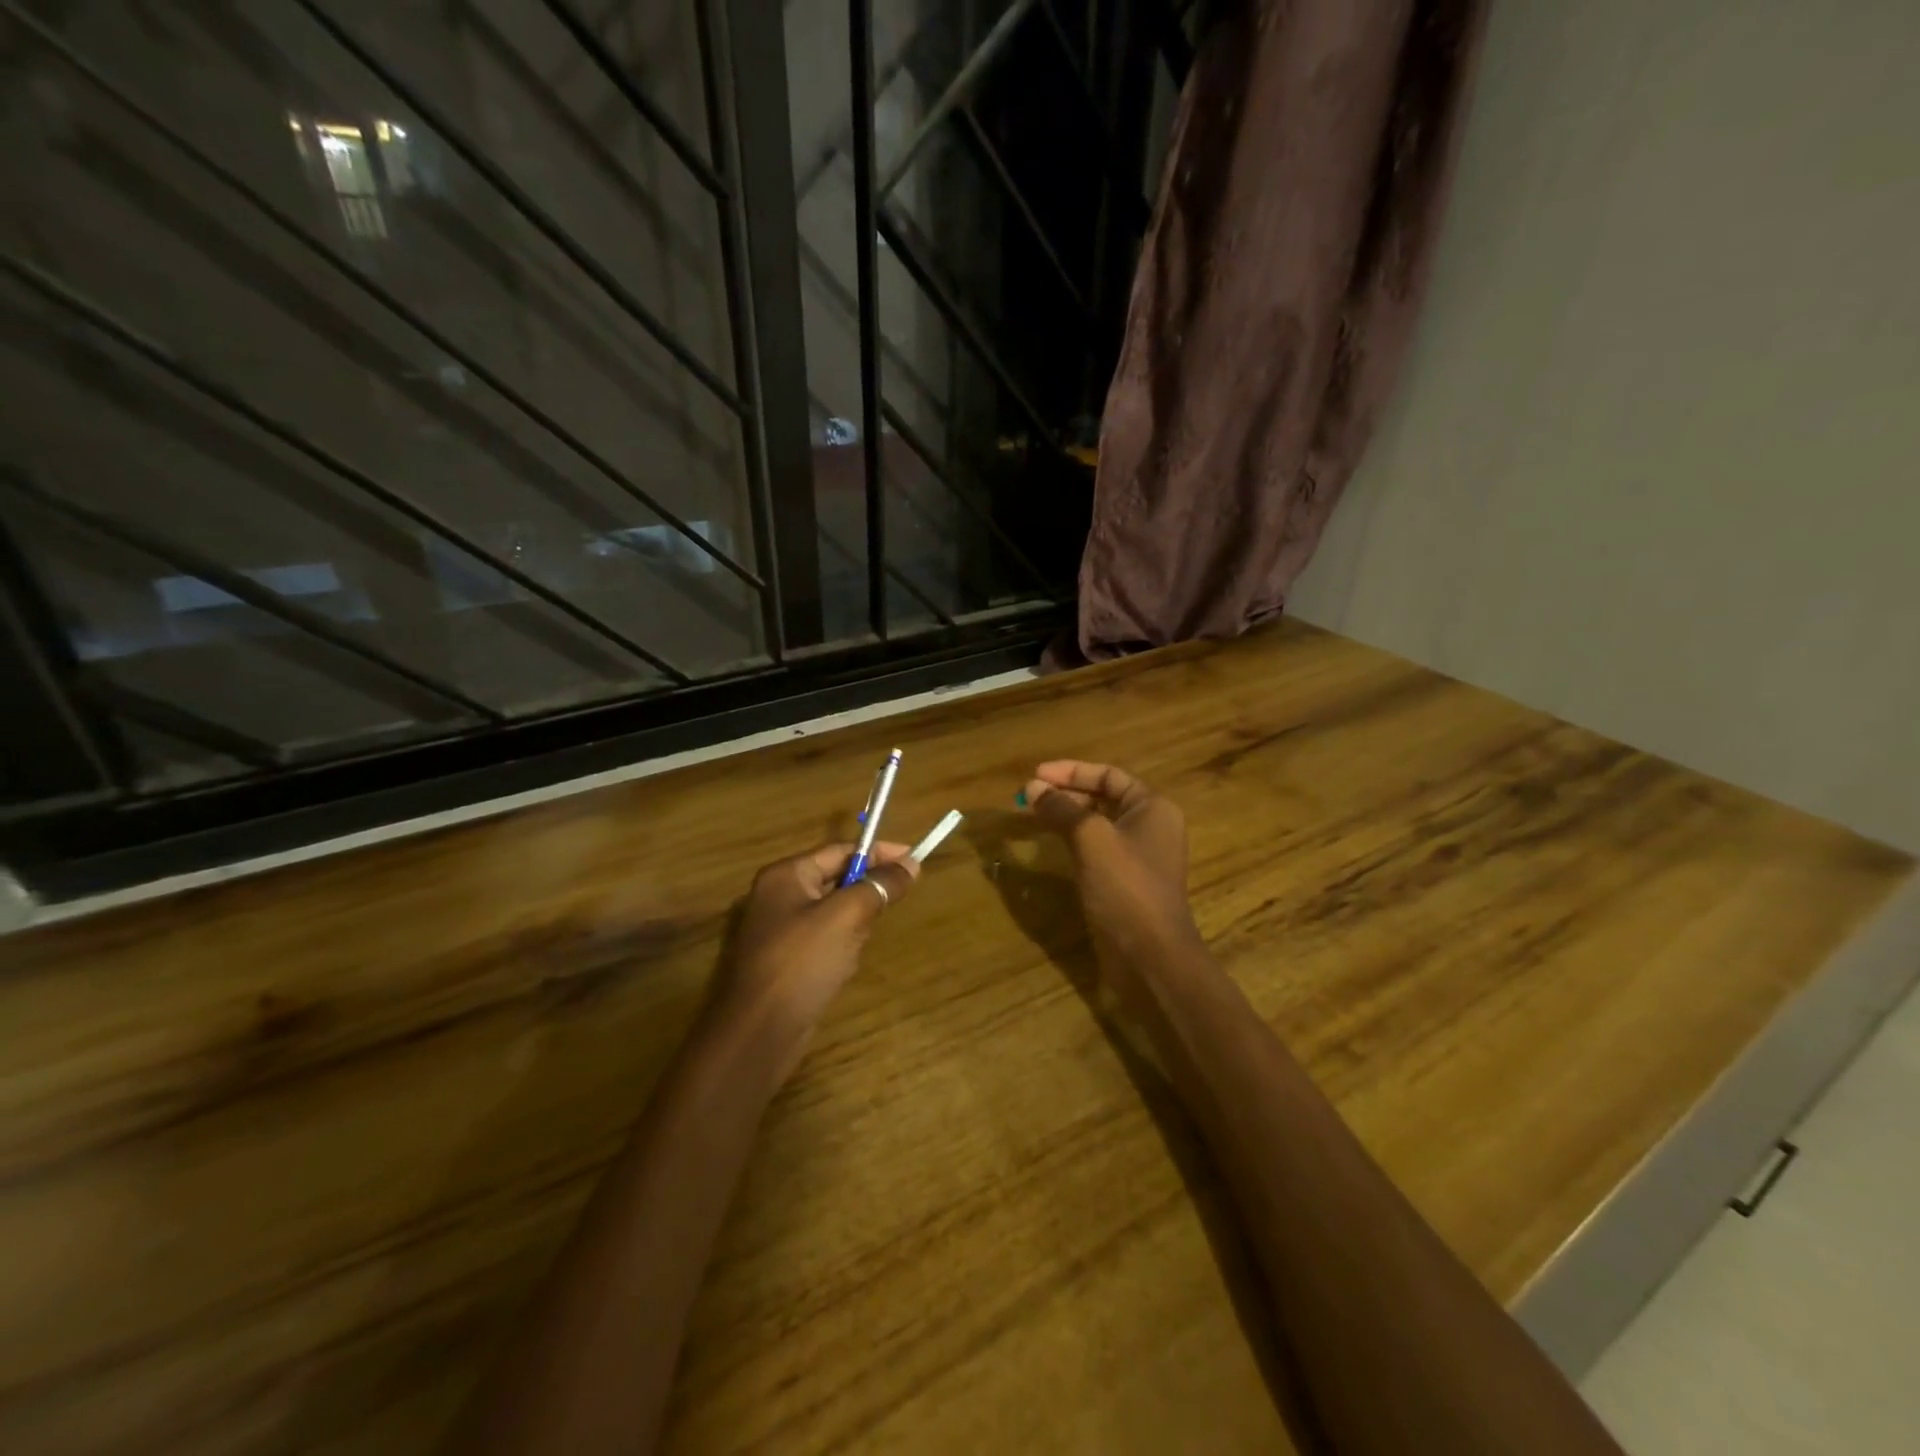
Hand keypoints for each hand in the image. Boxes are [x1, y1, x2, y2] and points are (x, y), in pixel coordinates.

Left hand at [717, 842, 918, 1072]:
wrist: (758, 1034)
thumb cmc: (801, 963)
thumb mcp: (847, 916)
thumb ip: (879, 886)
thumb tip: (910, 864)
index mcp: (785, 875)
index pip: (839, 850)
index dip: (878, 853)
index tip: (914, 861)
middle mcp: (776, 896)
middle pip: (835, 879)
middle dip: (864, 895)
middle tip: (888, 909)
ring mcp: (777, 931)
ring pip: (832, 913)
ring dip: (853, 926)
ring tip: (856, 947)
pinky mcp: (782, 961)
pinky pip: (822, 941)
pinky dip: (840, 949)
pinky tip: (841, 969)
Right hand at [1022, 761, 1202, 1013]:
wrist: (1150, 956)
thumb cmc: (1125, 887)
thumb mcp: (1090, 839)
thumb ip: (1061, 809)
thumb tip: (1031, 788)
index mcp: (1152, 807)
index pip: (1108, 775)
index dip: (1071, 771)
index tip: (1035, 775)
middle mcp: (1150, 826)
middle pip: (1104, 797)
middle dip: (1066, 794)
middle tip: (1028, 797)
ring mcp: (1139, 856)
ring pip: (1098, 824)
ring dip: (1067, 817)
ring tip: (1033, 815)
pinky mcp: (1126, 882)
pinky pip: (1098, 849)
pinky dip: (1074, 841)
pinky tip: (1051, 844)